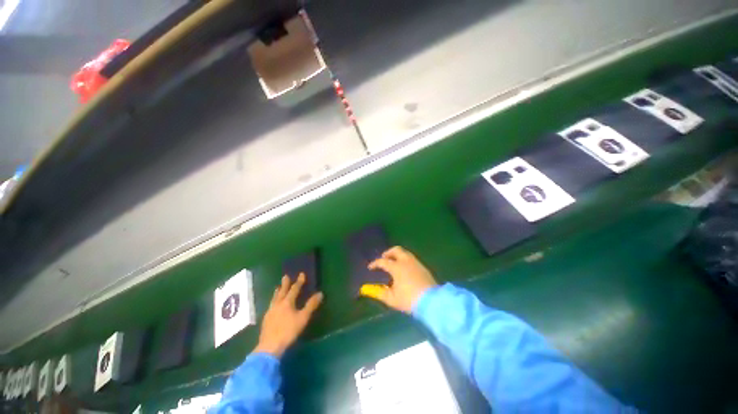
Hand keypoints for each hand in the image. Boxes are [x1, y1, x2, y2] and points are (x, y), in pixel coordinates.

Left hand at [253, 273, 322, 357]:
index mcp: (287, 302)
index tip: (301, 274)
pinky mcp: (266, 319)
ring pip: (274, 298)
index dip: (299, 282)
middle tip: (285, 276)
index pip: (294, 289)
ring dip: (277, 292)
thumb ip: (311, 305)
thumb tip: (320, 293)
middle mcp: (278, 304)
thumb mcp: (303, 318)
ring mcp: (270, 311)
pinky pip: (270, 306)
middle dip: (285, 284)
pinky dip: (273, 301)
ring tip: (277, 288)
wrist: (270, 346)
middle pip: (282, 291)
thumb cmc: (289, 331)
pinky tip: (272, 305)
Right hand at [360, 246, 437, 312]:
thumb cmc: (409, 300)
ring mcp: (416, 262)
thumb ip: (379, 292)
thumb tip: (366, 290)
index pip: (383, 261)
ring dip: (397, 255)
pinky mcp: (423, 266)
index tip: (370, 267)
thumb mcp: (392, 298)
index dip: (375, 263)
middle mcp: (406, 261)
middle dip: (388, 252)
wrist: (432, 302)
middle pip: (396, 250)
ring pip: (405, 252)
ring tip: (393, 263)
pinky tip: (404, 268)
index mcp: (397, 267)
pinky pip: (411, 258)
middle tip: (383, 258)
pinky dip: (405, 259)